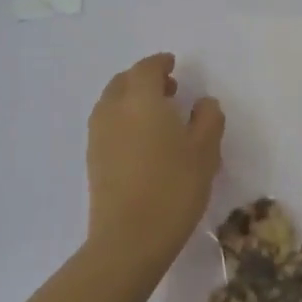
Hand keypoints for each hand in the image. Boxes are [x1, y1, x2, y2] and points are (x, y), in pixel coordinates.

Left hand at [86, 53, 224, 276]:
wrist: (129, 238)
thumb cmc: (174, 187)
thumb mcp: (205, 150)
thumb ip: (208, 118)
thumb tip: (203, 103)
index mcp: (141, 100)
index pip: (146, 68)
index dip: (160, 63)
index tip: (173, 65)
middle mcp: (113, 110)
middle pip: (123, 82)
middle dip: (144, 79)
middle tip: (168, 89)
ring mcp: (98, 135)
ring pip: (112, 103)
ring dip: (131, 99)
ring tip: (157, 115)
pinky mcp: (93, 159)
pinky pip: (107, 124)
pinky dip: (123, 120)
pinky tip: (143, 140)